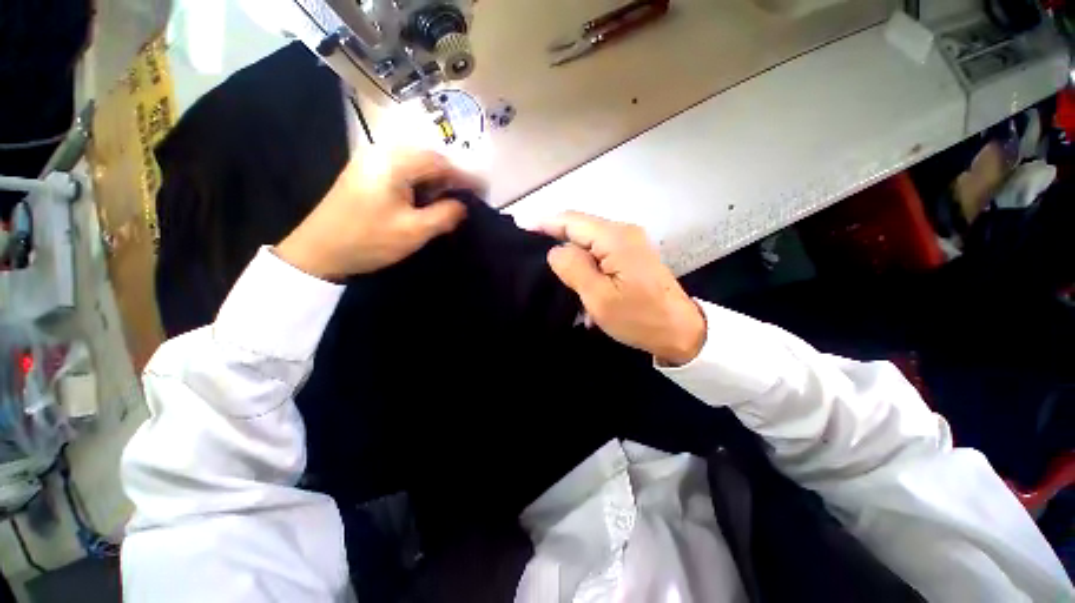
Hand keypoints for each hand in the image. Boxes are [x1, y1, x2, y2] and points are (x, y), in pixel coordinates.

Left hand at [276, 149, 482, 279]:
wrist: (319, 251)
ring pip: (415, 165)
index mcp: (394, 163)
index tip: (484, 189)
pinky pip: (402, 171)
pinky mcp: (366, 174)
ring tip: (451, 199)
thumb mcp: (414, 231)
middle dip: (452, 176)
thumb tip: (462, 205)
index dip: (465, 175)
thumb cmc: (369, 240)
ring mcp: (371, 162)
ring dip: (436, 180)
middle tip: (469, 195)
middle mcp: (382, 153)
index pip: (440, 162)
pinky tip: (426, 198)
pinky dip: (420, 183)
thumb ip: (445, 215)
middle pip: (428, 158)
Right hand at [537, 212, 705, 365]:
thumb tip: (556, 250)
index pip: (571, 221)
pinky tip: (577, 282)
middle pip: (580, 227)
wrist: (681, 332)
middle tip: (531, 253)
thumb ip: (574, 268)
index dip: (544, 223)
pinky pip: (600, 253)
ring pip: (589, 241)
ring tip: (551, 272)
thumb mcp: (599, 298)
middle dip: (555, 238)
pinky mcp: (632, 256)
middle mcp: (623, 232)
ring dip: (571, 256)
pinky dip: (586, 264)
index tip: (521, 229)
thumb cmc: (639, 318)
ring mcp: (630, 243)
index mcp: (614, 238)